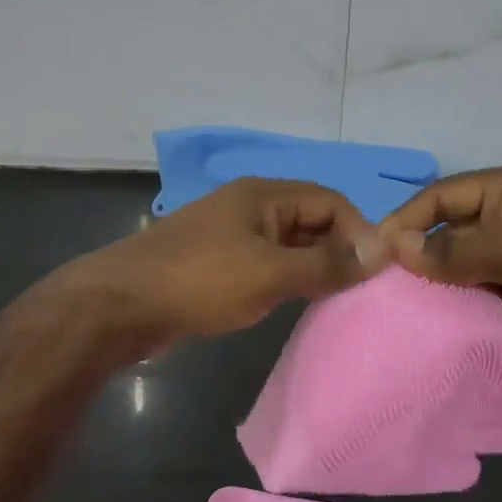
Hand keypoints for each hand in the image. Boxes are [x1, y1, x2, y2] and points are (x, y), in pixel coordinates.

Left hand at [50, 178, 388, 355]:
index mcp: (264, 195)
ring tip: (336, 299)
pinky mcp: (217, 264)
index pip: (330, 201)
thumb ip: (327, 263)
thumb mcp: (271, 272)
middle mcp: (250, 207)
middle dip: (338, 249)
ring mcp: (231, 235)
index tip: (375, 270)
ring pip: (289, 244)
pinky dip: (288, 279)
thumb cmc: (200, 281)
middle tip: (360, 289)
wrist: (119, 306)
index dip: (358, 230)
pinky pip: (267, 263)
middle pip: (310, 220)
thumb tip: (382, 251)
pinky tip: (295, 304)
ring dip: (314, 266)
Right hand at [379, 164, 501, 364]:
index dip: (406, 219)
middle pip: (446, 233)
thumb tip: (397, 246)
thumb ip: (455, 248)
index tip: (374, 249)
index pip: (441, 197)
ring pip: (458, 269)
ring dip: (434, 287)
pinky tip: (427, 326)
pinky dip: (455, 309)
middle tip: (377, 285)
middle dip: (416, 256)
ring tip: (393, 309)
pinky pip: (475, 298)